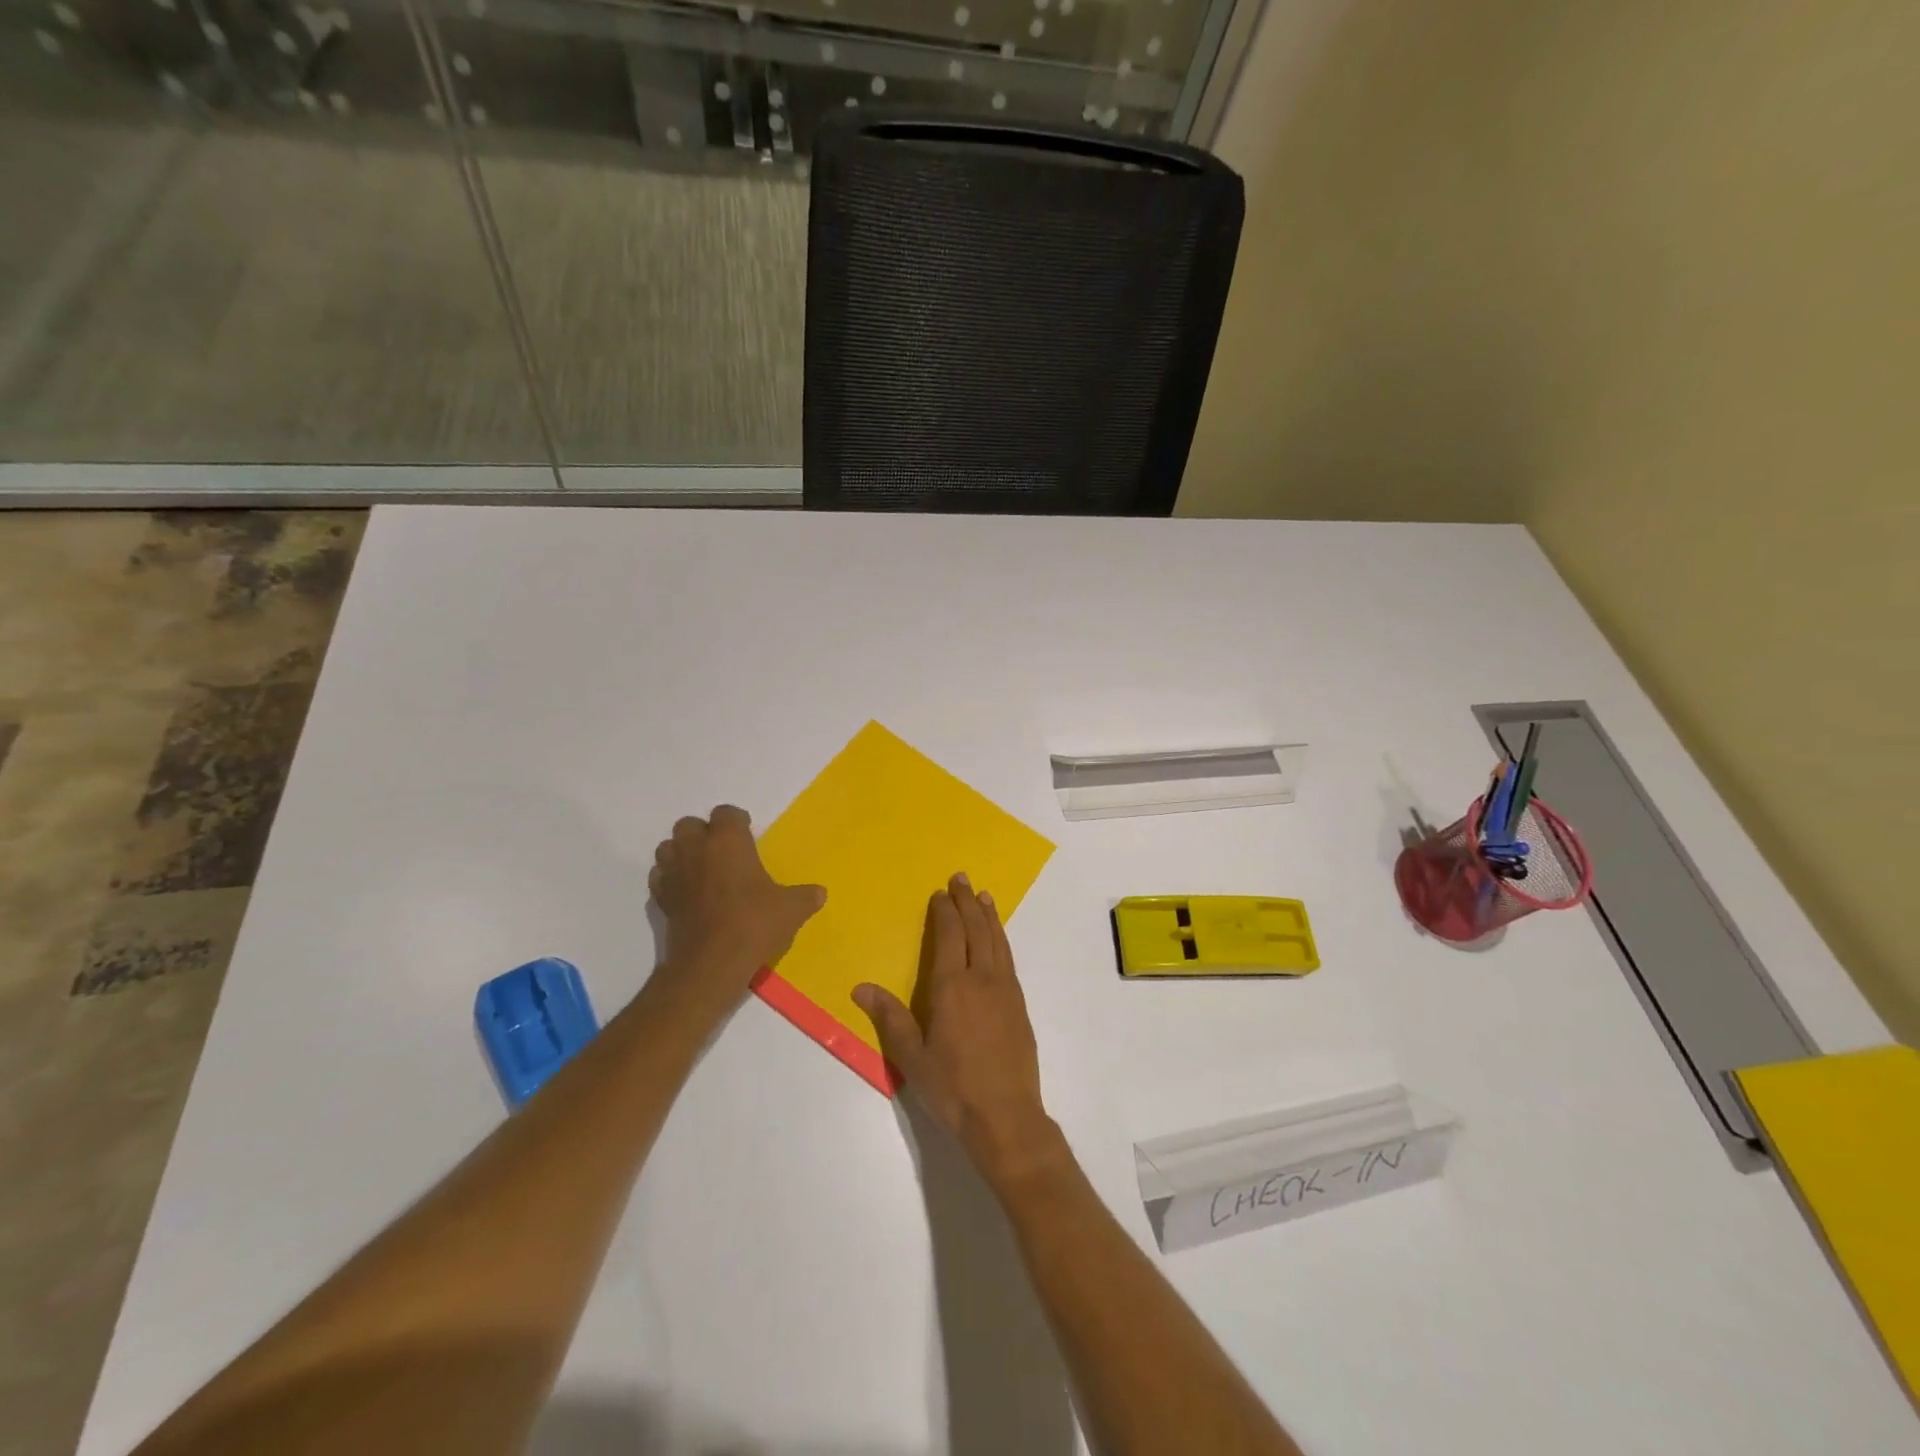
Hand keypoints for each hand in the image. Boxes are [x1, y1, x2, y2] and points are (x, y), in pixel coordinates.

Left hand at [648, 805, 825, 1006]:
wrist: (711, 964)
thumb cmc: (754, 924)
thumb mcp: (792, 909)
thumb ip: (806, 897)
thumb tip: (820, 893)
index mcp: (728, 841)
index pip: (726, 813)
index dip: (737, 821)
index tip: (748, 835)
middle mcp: (696, 849)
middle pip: (688, 824)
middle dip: (703, 832)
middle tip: (722, 851)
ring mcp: (674, 874)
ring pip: (667, 847)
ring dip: (681, 852)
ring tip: (701, 868)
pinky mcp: (661, 899)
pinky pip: (660, 877)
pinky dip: (669, 878)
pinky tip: (686, 891)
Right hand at [855, 874, 1061, 1188]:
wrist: (1006, 1117)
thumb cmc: (953, 1089)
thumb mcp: (913, 1058)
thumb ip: (890, 1018)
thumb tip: (860, 987)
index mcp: (953, 987)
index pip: (950, 936)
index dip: (946, 912)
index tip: (941, 893)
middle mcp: (983, 980)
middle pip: (977, 930)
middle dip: (968, 902)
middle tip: (962, 878)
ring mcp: (1006, 991)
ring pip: (998, 941)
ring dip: (989, 916)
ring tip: (984, 897)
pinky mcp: (1020, 1006)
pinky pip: (1009, 959)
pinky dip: (1003, 939)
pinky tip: (999, 939)